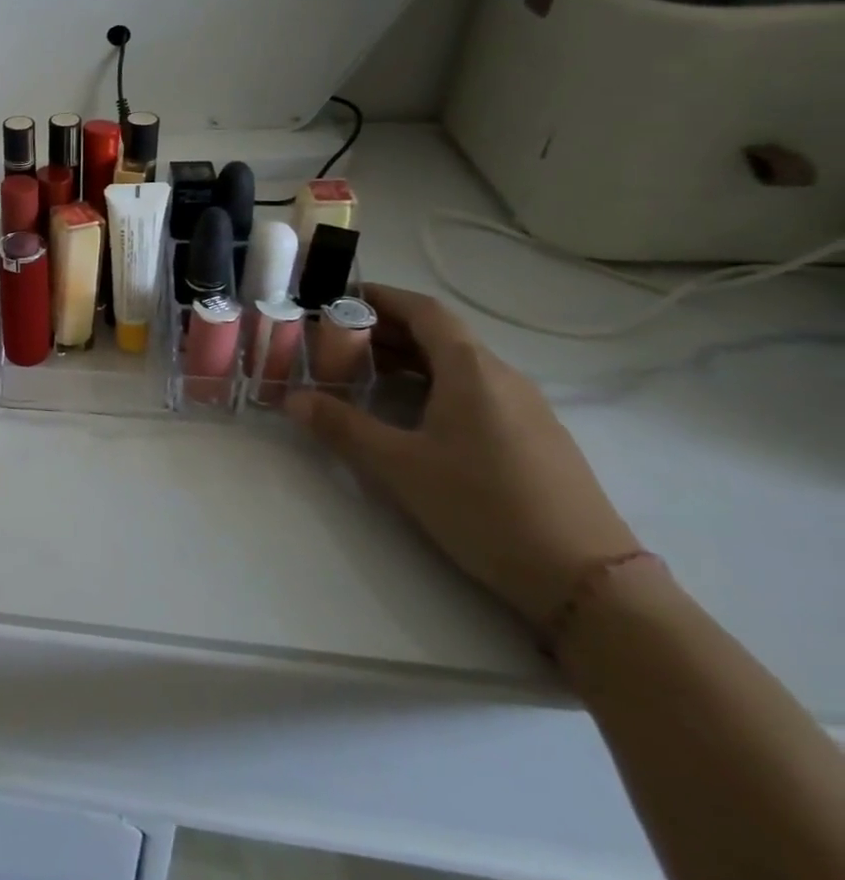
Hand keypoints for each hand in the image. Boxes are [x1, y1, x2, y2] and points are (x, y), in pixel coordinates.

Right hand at [285, 284, 638, 625]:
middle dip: (385, 330)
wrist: (588, 582)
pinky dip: (433, 385)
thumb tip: (290, 399)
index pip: (425, 311)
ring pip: (457, 365)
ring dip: (407, 360)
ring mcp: (525, 409)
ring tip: (360, 374)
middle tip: (334, 340)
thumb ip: (342, 426)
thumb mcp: (399, 466)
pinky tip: (409, 414)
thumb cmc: (485, 507)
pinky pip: (475, 391)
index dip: (381, 297)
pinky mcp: (533, 438)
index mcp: (473, 371)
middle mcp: (503, 378)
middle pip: (440, 335)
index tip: (338, 298)